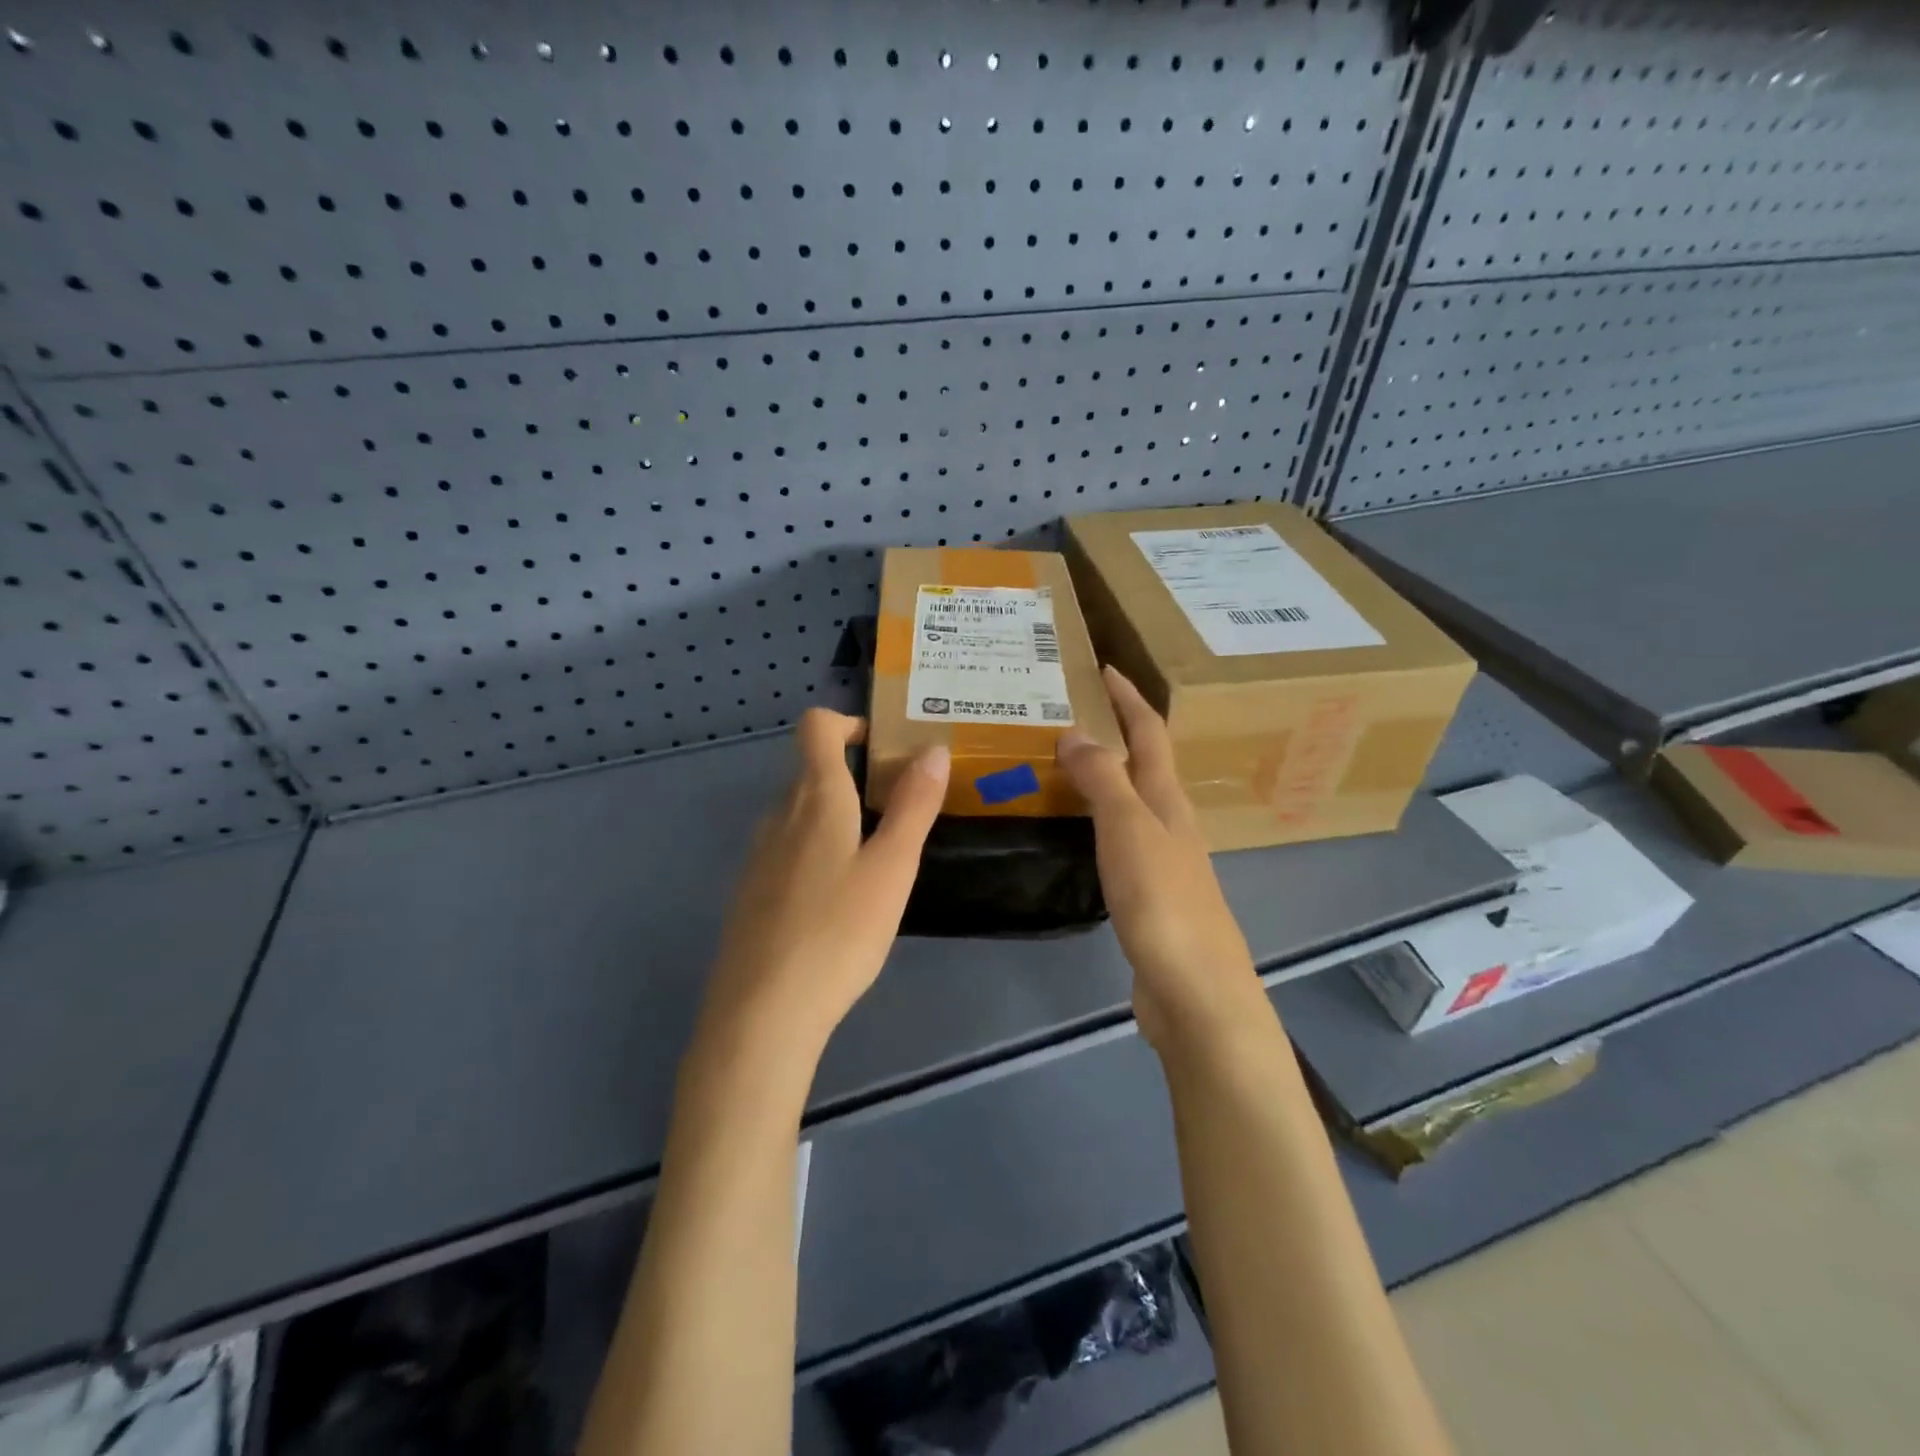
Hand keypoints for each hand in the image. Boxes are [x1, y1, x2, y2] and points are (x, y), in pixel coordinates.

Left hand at [699, 709, 949, 1059]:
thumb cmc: (838, 932)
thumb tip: (932, 748)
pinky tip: (838, 902)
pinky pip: (787, 850)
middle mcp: (778, 815)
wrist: (762, 1013)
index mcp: (815, 798)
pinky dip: (816, 852)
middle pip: (812, 771)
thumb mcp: (892, 868)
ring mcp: (758, 855)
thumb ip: (914, 805)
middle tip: (901, 810)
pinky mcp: (749, 893)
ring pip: (799, 814)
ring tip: (876, 859)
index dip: (849, 722)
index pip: (816, 726)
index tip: (884, 748)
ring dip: (837, 818)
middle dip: (856, 777)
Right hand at [1057, 668, 1265, 1054]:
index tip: (1104, 668)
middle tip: (1070, 712)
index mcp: (1168, 801)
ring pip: (1133, 801)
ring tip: (1065, 761)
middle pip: (1146, 763)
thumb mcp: (1129, 831)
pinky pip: (1121, 838)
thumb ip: (1103, 779)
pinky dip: (1099, 819)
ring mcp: (1164, 860)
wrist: (1196, 993)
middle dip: (1117, 730)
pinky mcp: (1150, 895)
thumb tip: (1076, 731)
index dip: (1129, 698)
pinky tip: (1079, 829)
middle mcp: (1171, 822)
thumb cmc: (1164, 903)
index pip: (1150, 733)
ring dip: (1107, 774)